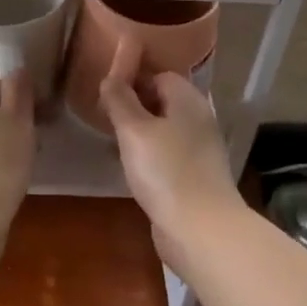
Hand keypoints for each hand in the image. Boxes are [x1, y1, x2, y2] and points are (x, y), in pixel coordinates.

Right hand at [96, 39, 241, 268]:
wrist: (201, 230)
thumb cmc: (166, 171)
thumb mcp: (134, 130)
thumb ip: (120, 100)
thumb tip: (111, 76)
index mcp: (188, 100)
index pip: (159, 75)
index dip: (133, 79)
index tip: (107, 92)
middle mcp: (198, 120)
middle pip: (163, 101)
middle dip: (134, 106)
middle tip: (105, 117)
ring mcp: (199, 150)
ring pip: (164, 129)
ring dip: (140, 133)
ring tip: (113, 142)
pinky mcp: (195, 176)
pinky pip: (167, 154)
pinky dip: (149, 156)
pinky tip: (132, 169)